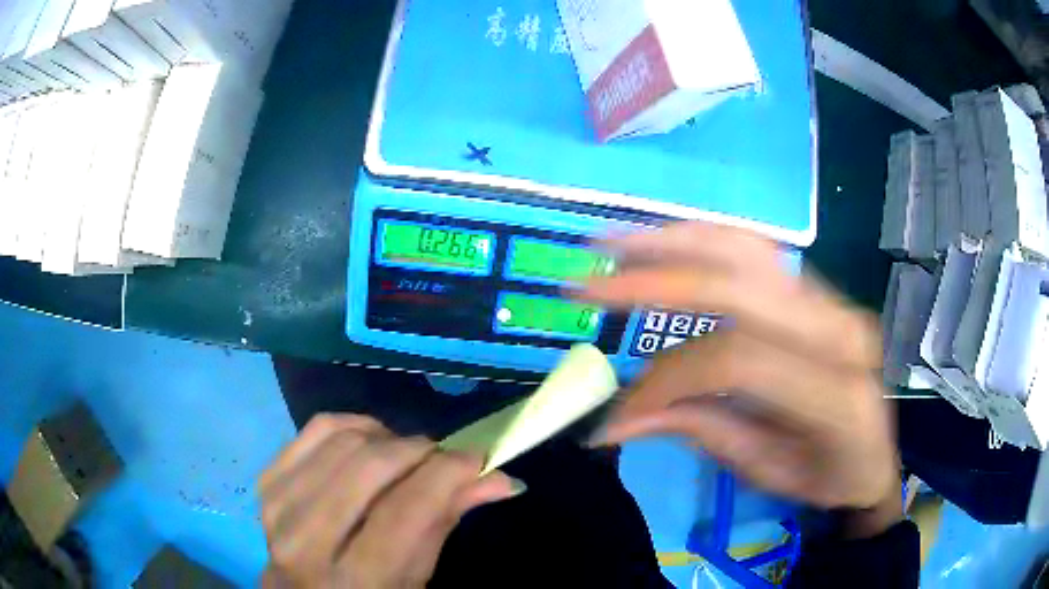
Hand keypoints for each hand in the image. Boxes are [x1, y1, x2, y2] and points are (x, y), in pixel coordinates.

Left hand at [258, 415, 522, 587]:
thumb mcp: (416, 575)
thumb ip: (447, 521)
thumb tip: (501, 478)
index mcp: (355, 579)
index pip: (405, 510)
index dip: (447, 473)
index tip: (476, 458)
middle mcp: (308, 541)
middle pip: (369, 466)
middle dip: (418, 450)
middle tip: (441, 457)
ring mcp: (279, 505)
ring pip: (343, 440)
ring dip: (387, 438)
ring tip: (405, 455)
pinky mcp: (268, 480)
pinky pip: (316, 428)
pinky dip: (352, 424)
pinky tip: (370, 440)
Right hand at [581, 223, 899, 515]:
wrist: (872, 455)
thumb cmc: (824, 476)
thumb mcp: (763, 470)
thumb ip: (698, 430)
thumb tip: (614, 419)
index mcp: (835, 394)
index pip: (735, 360)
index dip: (668, 377)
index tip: (619, 407)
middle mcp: (840, 331)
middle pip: (739, 287)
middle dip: (655, 280)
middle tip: (587, 281)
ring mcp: (835, 300)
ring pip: (747, 249)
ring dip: (674, 240)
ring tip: (613, 242)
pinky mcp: (823, 290)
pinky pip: (758, 250)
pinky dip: (705, 240)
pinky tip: (664, 239)